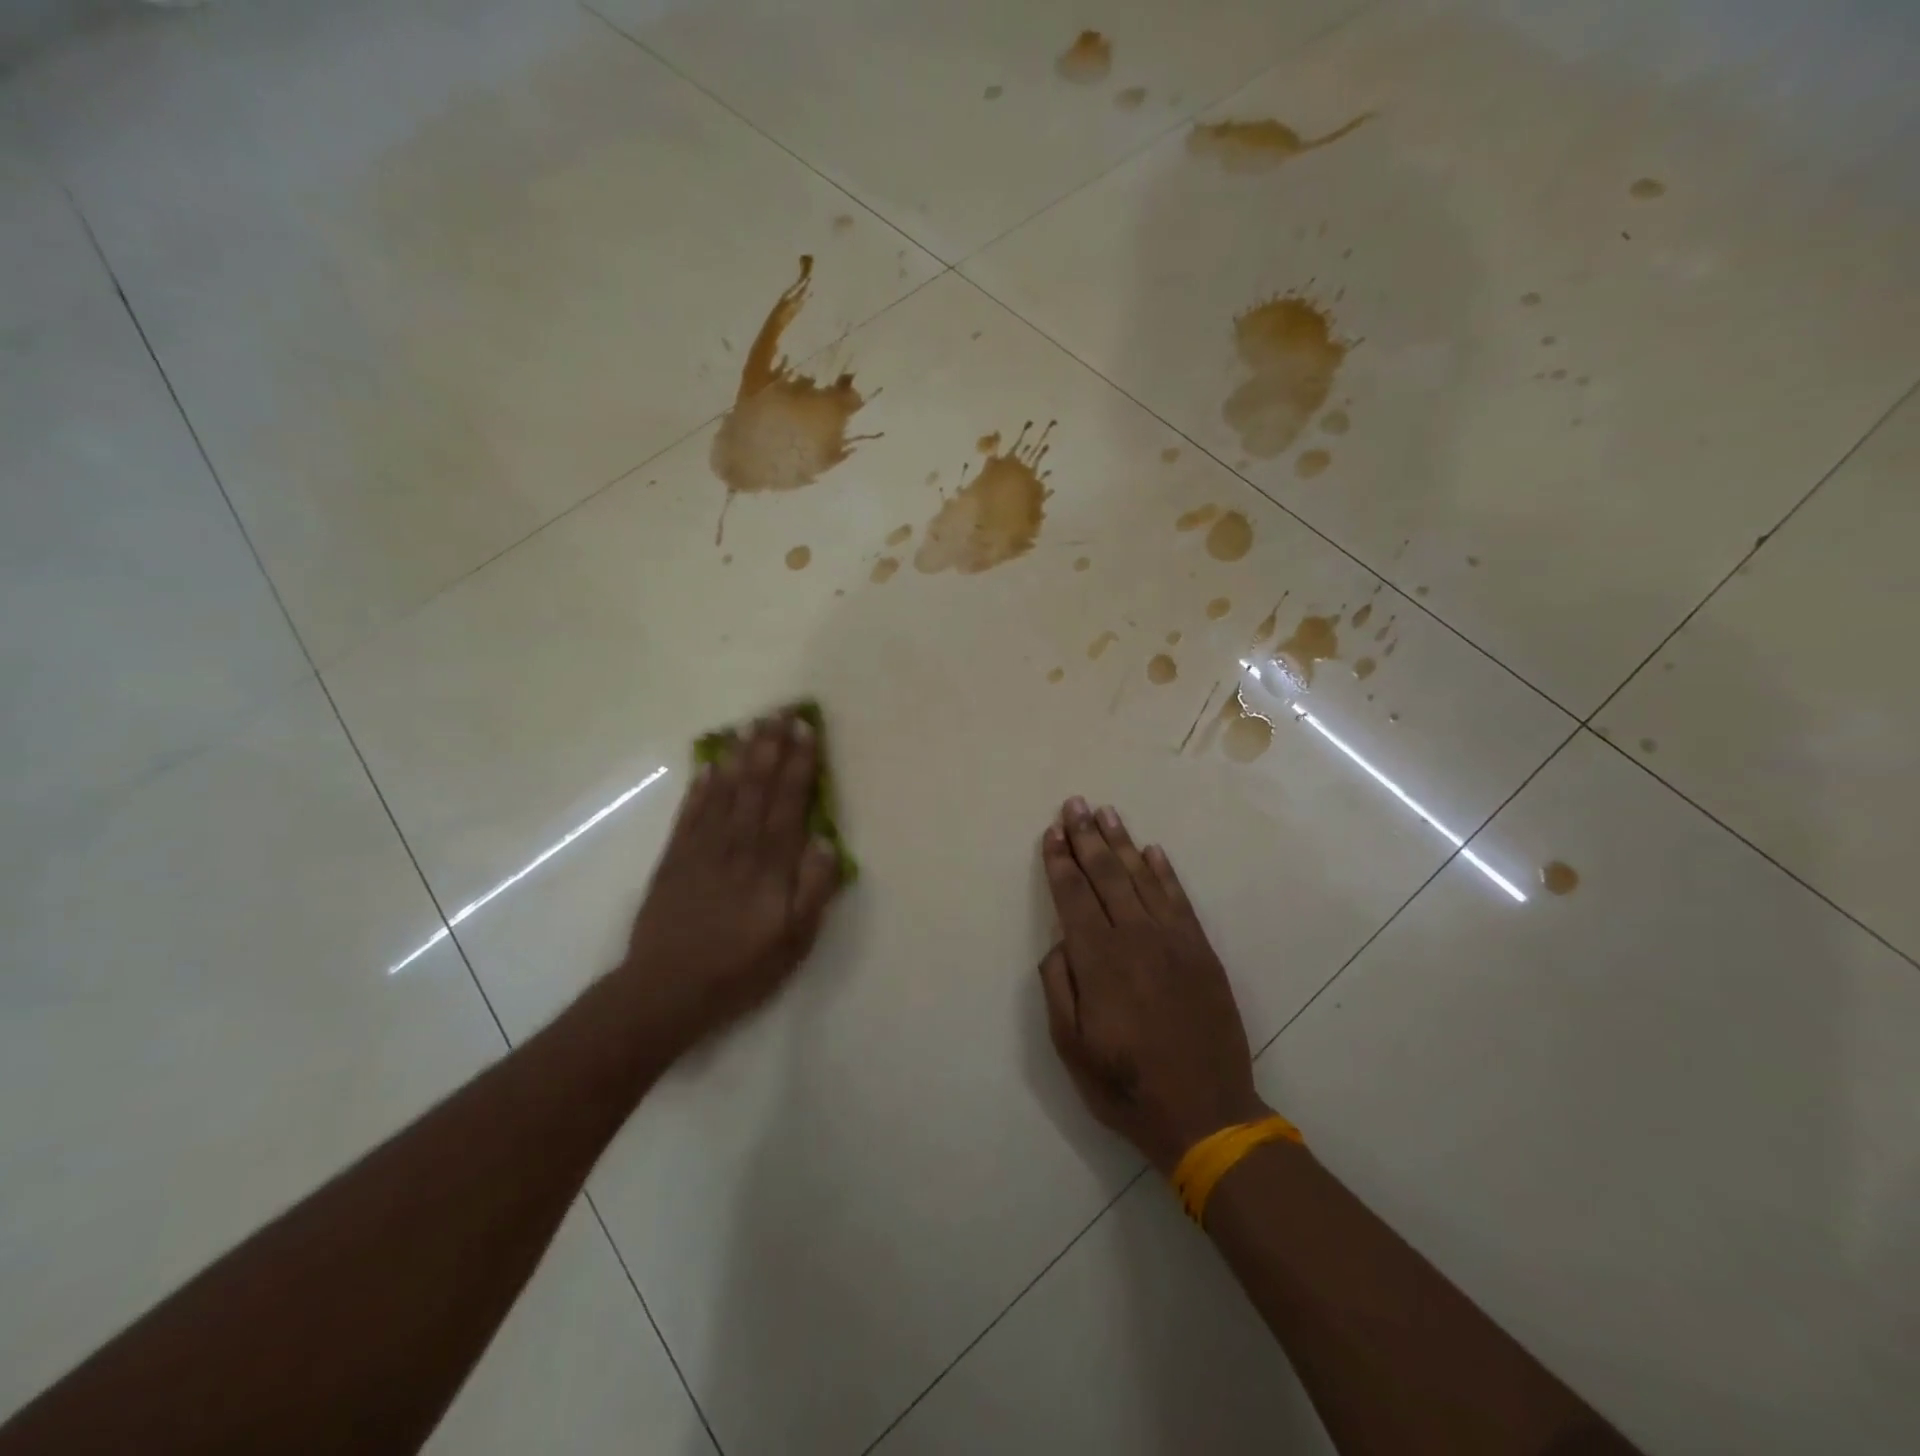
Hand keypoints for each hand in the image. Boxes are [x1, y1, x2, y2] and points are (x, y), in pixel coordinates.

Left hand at [618, 713, 842, 1053]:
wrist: (666, 990)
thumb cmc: (741, 968)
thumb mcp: (794, 940)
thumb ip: (814, 890)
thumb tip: (827, 842)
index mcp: (770, 863)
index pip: (789, 801)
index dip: (800, 764)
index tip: (806, 730)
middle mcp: (737, 845)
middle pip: (757, 785)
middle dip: (771, 746)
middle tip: (781, 712)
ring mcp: (702, 848)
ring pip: (724, 791)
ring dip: (739, 756)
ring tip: (750, 726)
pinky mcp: (674, 859)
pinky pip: (690, 813)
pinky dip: (701, 787)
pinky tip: (709, 767)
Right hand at [1038, 798, 1268, 1174]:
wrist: (1205, 1112)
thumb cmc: (1125, 1084)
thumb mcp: (1070, 1046)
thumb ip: (1059, 986)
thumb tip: (1060, 941)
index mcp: (1098, 960)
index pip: (1073, 897)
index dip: (1060, 862)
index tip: (1052, 832)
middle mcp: (1135, 938)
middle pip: (1106, 875)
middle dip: (1087, 838)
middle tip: (1074, 805)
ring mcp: (1174, 941)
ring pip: (1142, 878)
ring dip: (1122, 843)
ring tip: (1106, 813)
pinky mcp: (1201, 951)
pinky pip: (1179, 899)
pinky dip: (1164, 872)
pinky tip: (1152, 851)